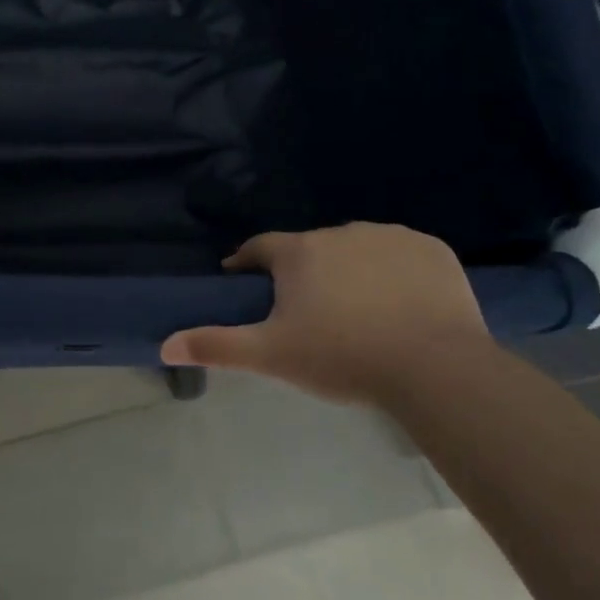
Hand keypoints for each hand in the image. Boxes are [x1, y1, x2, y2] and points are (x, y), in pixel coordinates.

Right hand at [160, 223, 488, 403]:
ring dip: (349, 271)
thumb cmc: (342, 357)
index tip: (244, 282)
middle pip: (310, 250)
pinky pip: (401, 256)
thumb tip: (164, 345)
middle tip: (307, 313)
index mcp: (299, 252)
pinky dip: (394, 273)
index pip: (260, 248)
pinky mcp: (431, 249)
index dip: (248, 264)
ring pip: (357, 250)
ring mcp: (390, 236)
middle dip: (303, 274)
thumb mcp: (271, 356)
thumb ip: (216, 346)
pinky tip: (400, 304)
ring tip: (357, 311)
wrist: (434, 368)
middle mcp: (341, 232)